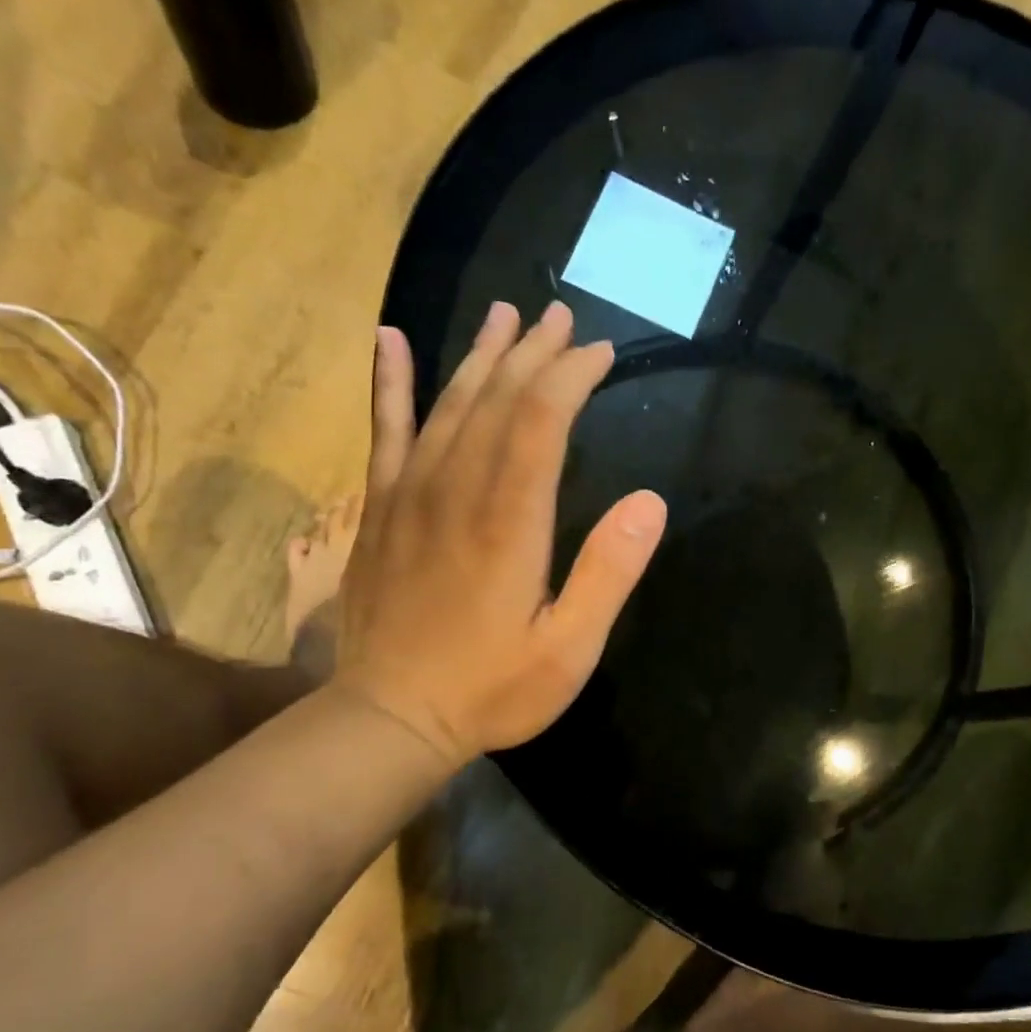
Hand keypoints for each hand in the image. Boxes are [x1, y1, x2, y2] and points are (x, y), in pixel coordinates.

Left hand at [333, 302, 666, 767]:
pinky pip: (384, 431)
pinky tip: (391, 340)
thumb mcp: (570, 649)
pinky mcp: (379, 509)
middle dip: (534, 353)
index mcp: (509, 520)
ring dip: (480, 354)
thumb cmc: (491, 688)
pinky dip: (390, 383)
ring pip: (448, 403)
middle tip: (562, 317)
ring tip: (504, 314)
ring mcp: (410, 495)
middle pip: (497, 398)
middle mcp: (457, 490)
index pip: (542, 420)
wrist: (389, 717)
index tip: (601, 352)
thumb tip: (650, 502)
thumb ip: (608, 573)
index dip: (572, 376)